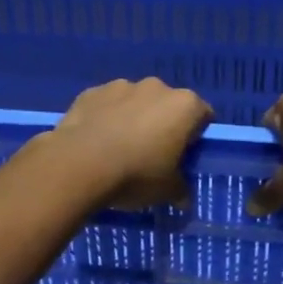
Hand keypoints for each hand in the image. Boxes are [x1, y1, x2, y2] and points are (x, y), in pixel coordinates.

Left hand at [38, 78, 212, 208]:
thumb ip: (180, 190)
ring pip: (136, 102)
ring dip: (133, 119)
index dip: (195, 137)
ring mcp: (121, 85)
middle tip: (152, 154)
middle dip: (163, 124)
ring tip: (119, 148)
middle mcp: (156, 87)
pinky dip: (106, 118)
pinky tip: (97, 142)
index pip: (203, 116)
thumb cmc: (136, 175)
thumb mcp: (167, 191)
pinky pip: (107, 105)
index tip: (184, 156)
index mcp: (184, 105)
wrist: (79, 164)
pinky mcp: (91, 92)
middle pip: (168, 106)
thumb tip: (183, 198)